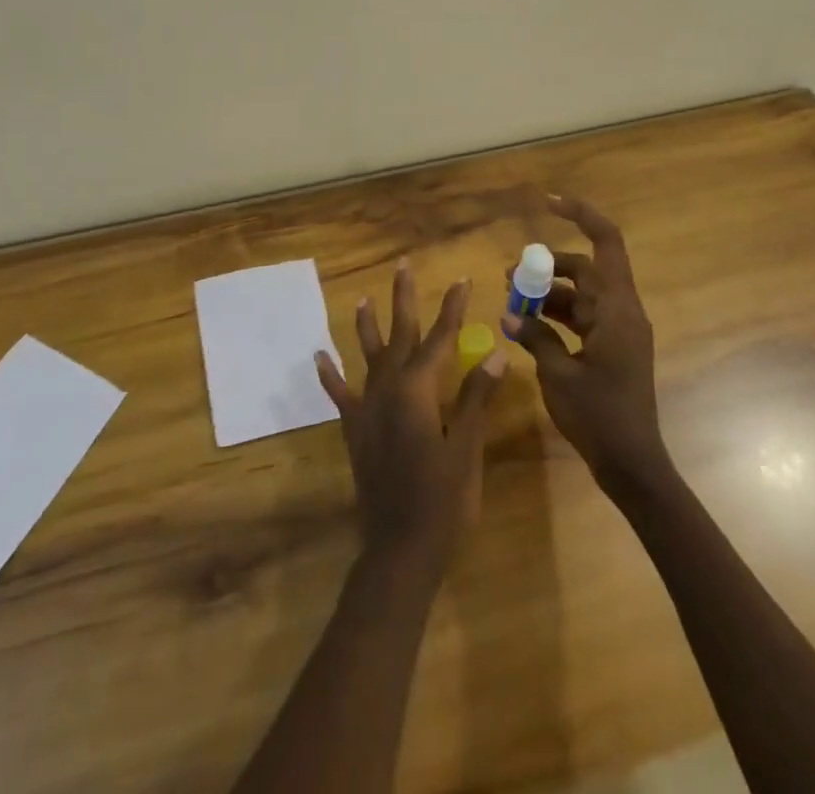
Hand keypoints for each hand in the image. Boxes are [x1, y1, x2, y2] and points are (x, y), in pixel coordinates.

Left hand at [316, 262, 507, 564]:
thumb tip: (495, 351)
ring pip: (367, 357)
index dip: (452, 309)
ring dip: (367, 327)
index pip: (441, 338)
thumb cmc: (443, 500)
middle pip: (399, 335)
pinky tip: (320, 357)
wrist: (400, 549)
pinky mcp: (354, 430)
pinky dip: (330, 376)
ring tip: (364, 299)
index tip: (462, 279)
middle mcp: (388, 389)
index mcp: (418, 390)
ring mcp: (367, 409)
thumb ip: (475, 397)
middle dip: (403, 299)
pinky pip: (340, 395)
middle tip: (403, 265)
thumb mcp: (466, 447)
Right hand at [503, 195, 668, 488]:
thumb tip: (509, 316)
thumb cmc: (599, 416)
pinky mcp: (613, 348)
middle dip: (547, 267)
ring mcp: (619, 331)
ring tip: (511, 301)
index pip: (606, 242)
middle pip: (585, 269)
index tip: (549, 202)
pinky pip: (582, 317)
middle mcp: (622, 312)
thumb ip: (535, 337)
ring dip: (548, 293)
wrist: (632, 465)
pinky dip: (556, 315)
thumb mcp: (558, 374)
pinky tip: (527, 325)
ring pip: (581, 293)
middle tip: (510, 276)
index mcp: (617, 309)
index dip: (581, 214)